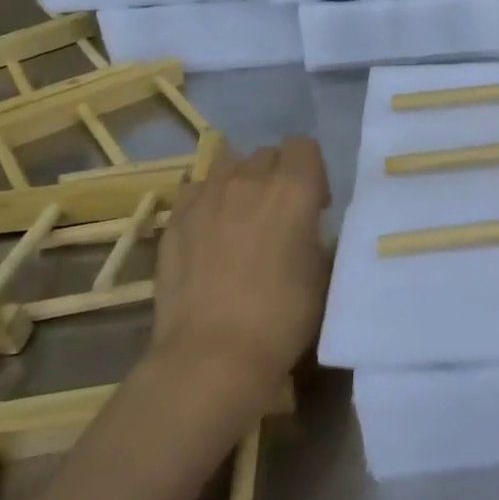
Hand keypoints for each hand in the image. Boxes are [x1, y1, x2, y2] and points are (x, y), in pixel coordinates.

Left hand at [147, 135, 330, 389]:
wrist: (213, 354)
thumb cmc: (283, 315)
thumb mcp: (322, 271)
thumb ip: (316, 233)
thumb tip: (308, 226)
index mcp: (294, 188)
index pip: (304, 145)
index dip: (312, 170)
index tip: (315, 204)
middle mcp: (250, 180)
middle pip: (267, 153)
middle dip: (278, 174)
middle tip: (279, 214)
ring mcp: (207, 196)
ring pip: (229, 165)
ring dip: (241, 181)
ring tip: (242, 217)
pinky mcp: (176, 219)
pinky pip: (196, 189)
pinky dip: (208, 200)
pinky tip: (210, 231)